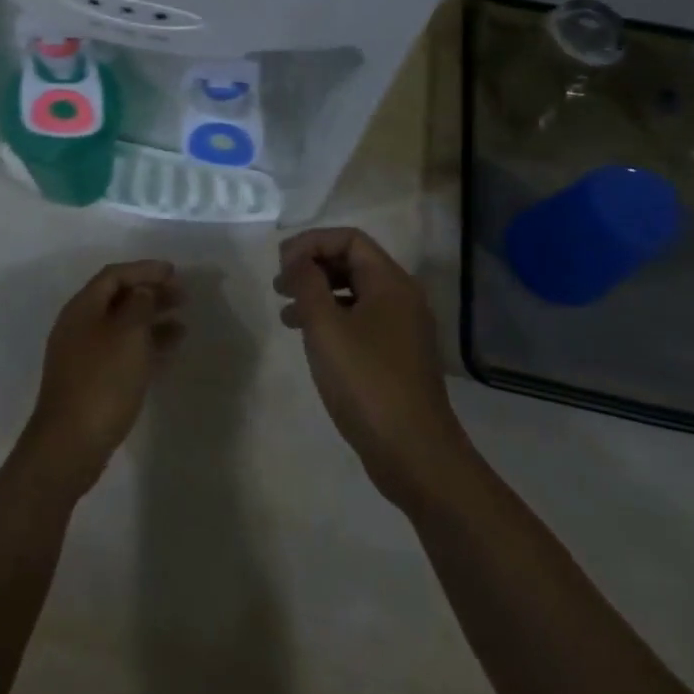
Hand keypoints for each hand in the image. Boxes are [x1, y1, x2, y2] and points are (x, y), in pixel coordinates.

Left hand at [17, 260, 184, 498]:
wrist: (70, 443)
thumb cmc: (102, 381)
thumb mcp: (127, 334)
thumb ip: (138, 305)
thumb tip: (142, 292)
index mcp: (82, 308)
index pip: (114, 275)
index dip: (144, 269)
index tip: (173, 271)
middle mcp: (79, 325)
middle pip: (118, 298)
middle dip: (150, 293)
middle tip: (183, 295)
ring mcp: (83, 354)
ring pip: (122, 326)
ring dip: (151, 320)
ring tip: (183, 324)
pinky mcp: (91, 380)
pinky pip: (122, 350)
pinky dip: (145, 345)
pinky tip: (167, 351)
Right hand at [276, 228, 468, 508]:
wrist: (414, 454)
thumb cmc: (366, 382)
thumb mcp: (326, 327)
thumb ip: (307, 283)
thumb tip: (297, 257)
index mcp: (391, 283)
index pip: (349, 239)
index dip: (311, 243)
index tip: (281, 264)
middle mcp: (402, 297)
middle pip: (353, 262)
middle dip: (312, 266)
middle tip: (279, 285)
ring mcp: (402, 328)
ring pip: (354, 292)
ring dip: (318, 293)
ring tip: (285, 312)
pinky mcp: (396, 355)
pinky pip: (360, 319)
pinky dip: (331, 318)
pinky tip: (308, 338)